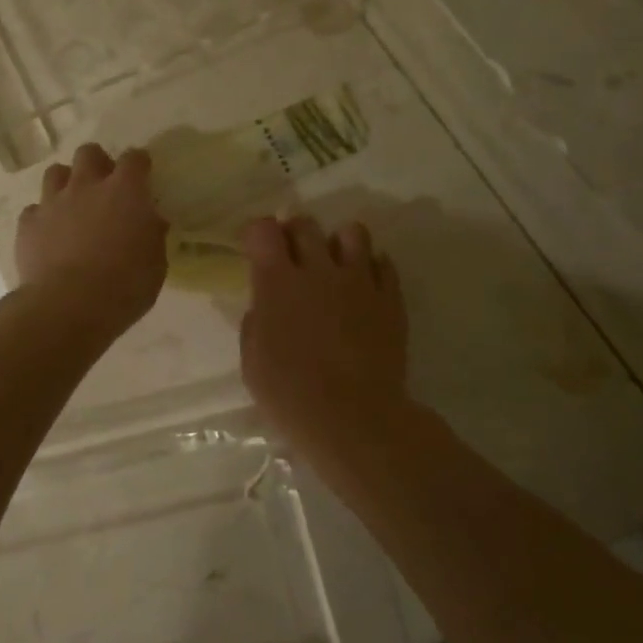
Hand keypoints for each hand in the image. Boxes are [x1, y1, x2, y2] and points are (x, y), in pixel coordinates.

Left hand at [15, 143, 168, 339]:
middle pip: (89, 153)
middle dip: (98, 164)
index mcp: (125, 192)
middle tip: (105, 188)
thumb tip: (151, 222)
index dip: (139, 164)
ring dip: (66, 184)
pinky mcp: (28, 223)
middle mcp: (87, 186)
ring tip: (73, 206)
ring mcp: (53, 202)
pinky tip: (49, 236)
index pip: (135, 158)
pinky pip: (34, 209)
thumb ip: (153, 236)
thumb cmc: (124, 286)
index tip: (142, 176)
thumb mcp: (155, 264)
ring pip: (55, 172)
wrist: (68, 306)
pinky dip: (43, 218)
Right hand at [240, 215, 410, 448]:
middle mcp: (318, 270)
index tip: (256, 250)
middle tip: (292, 256)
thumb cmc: (291, 395)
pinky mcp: (390, 298)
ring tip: (334, 265)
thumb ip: (256, 323)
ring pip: (352, 232)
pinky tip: (364, 287)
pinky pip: (384, 263)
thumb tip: (265, 307)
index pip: (264, 230)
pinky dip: (371, 268)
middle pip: (306, 224)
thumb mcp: (252, 362)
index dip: (257, 233)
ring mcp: (359, 281)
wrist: (354, 418)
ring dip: (338, 243)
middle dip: (294, 233)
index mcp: (277, 283)